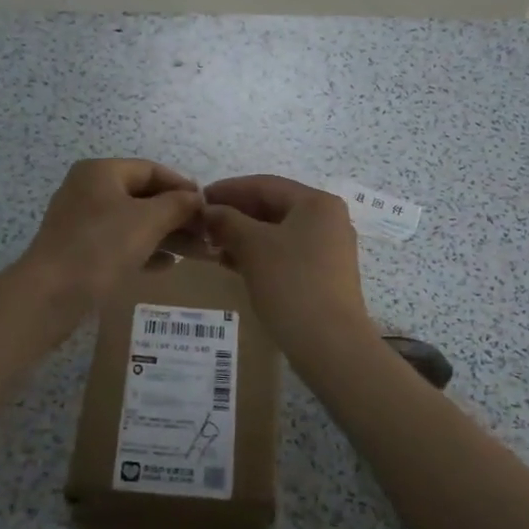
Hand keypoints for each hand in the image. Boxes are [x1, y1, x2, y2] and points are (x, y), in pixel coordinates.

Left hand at [21, 159, 205, 311]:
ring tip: (194, 253)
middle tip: (206, 235)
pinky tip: (166, 266)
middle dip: (177, 215)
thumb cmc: (101, 248)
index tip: (208, 207)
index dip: (182, 186)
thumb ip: (177, 205)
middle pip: (143, 196)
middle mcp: (89, 190)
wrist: (49, 296)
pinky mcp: (79, 250)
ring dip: (165, 235)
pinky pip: (119, 242)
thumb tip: (196, 198)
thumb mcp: (147, 221)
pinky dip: (144, 249)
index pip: (151, 170)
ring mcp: (81, 221)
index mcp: (101, 172)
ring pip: (133, 221)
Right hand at [202, 176, 372, 350]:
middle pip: (273, 207)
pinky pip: (285, 253)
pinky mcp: (324, 275)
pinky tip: (232, 263)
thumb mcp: (253, 246)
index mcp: (316, 203)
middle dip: (235, 214)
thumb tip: (209, 211)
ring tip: (211, 244)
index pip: (264, 185)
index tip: (198, 198)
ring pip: (277, 232)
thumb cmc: (291, 283)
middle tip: (202, 224)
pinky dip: (259, 254)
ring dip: (244, 236)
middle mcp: (327, 219)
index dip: (228, 189)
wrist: (330, 344)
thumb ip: (228, 221)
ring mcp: (328, 249)